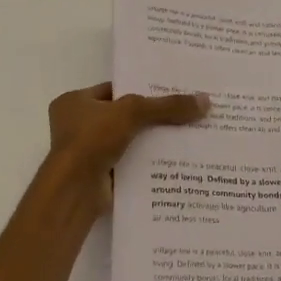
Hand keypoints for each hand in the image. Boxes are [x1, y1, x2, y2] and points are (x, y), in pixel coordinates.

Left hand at [46, 82, 208, 210]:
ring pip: (126, 140)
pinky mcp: (98, 175)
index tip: (170, 92)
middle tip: (183, 114)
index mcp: (74, 102)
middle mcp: (76, 125)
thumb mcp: (132, 112)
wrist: (75, 189)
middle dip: (149, 117)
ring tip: (185, 136)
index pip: (113, 90)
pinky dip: (145, 161)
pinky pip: (127, 162)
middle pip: (122, 116)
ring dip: (149, 141)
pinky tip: (172, 160)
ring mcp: (86, 152)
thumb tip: (206, 101)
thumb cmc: (93, 139)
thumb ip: (167, 106)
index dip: (140, 90)